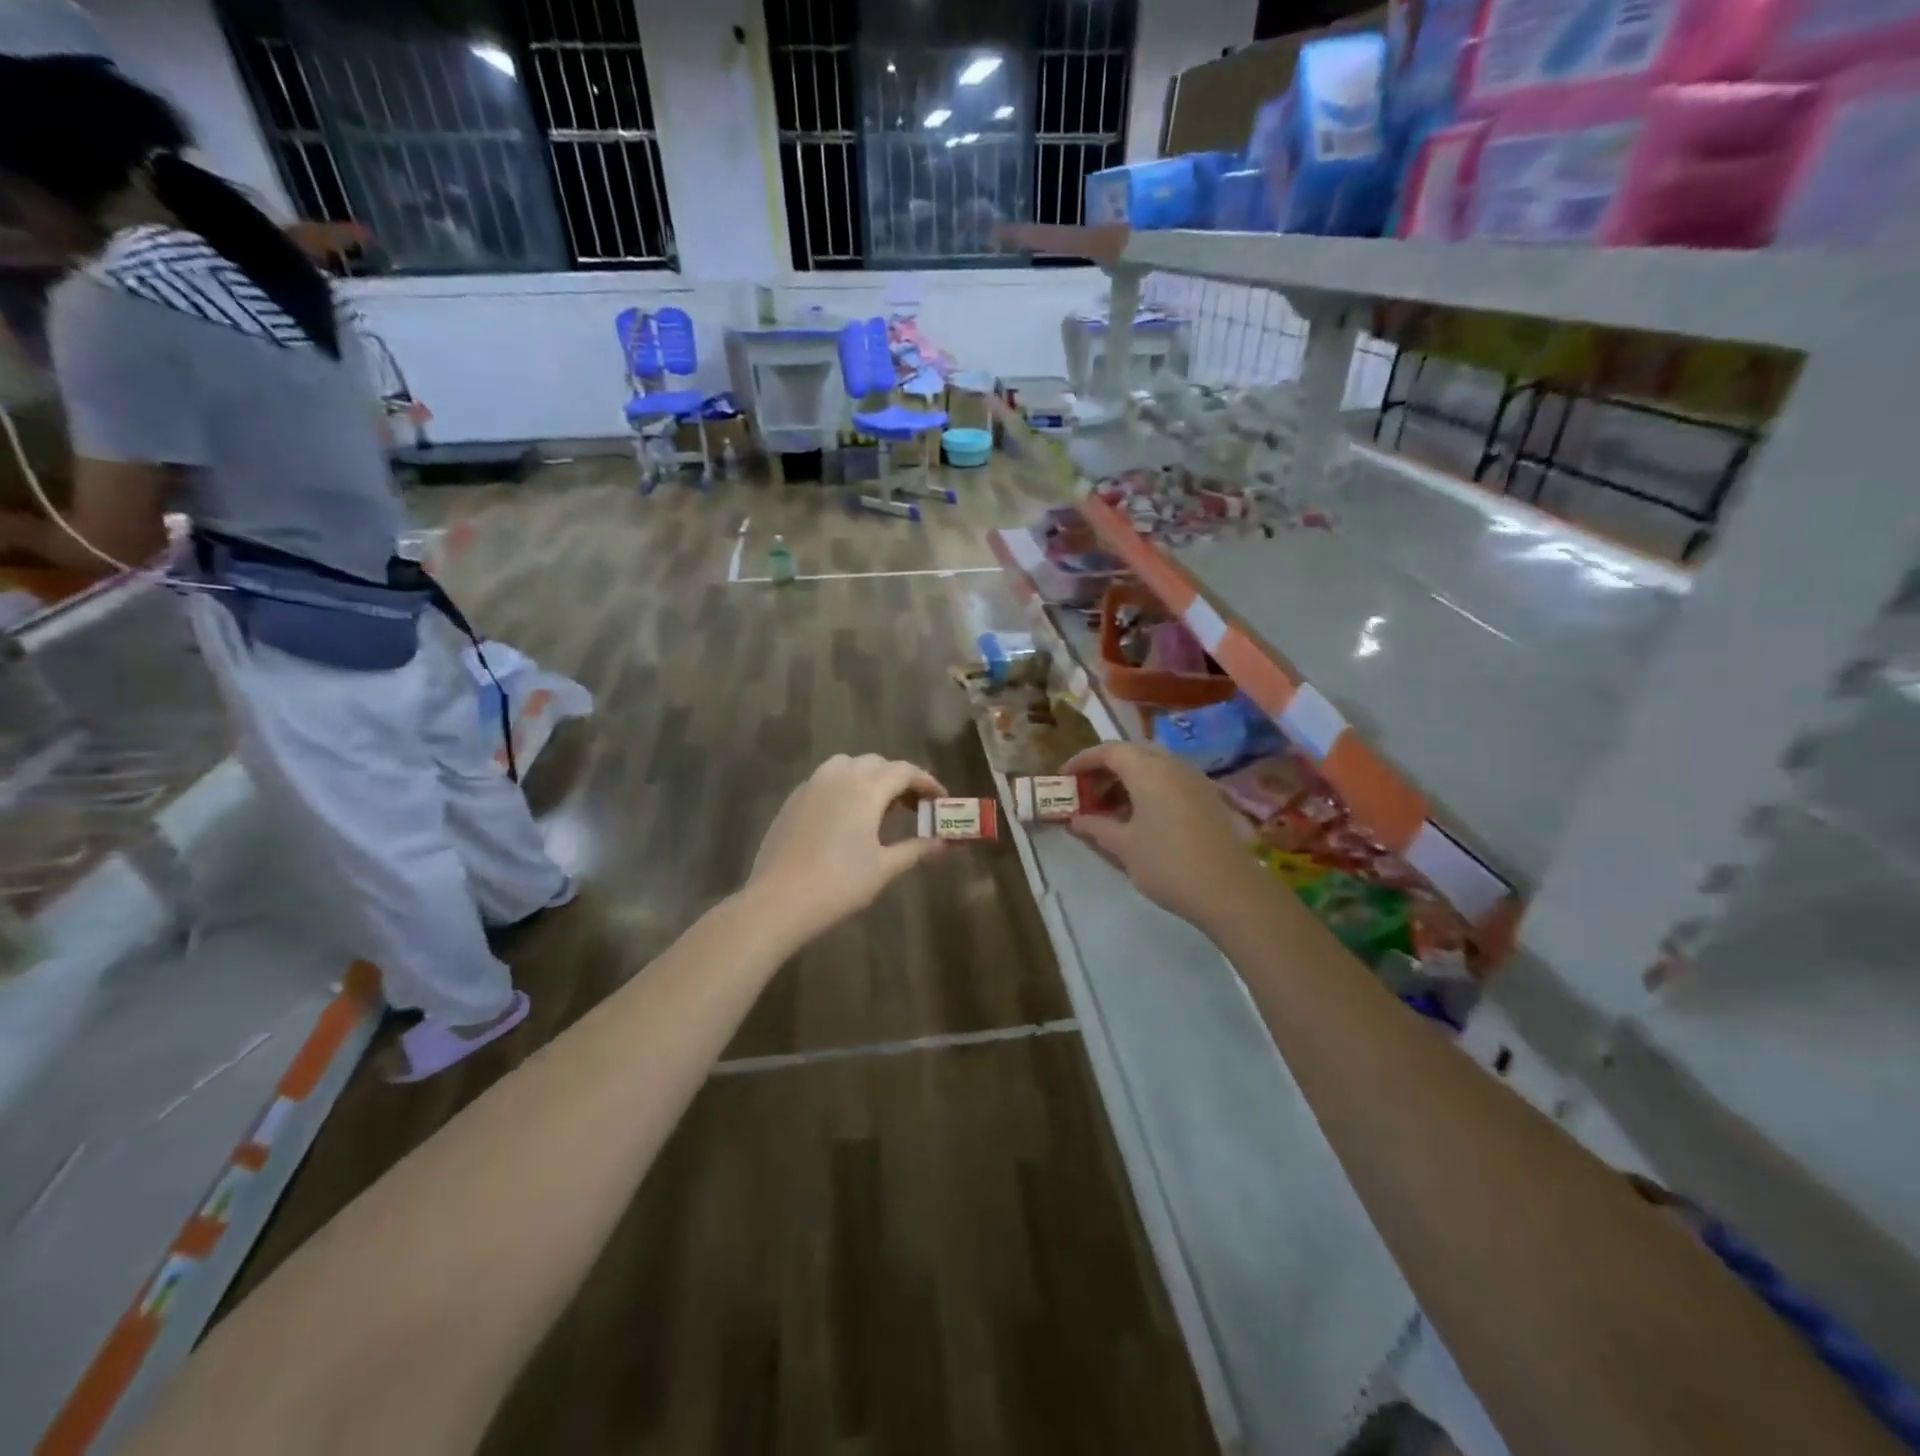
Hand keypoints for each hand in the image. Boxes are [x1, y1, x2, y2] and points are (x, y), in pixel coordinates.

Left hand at [746, 753, 947, 942]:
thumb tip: (944, 843)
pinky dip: (844, 787)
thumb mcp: (884, 868)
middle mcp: (839, 777)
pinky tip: (846, 816)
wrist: (778, 901)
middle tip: (914, 806)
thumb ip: (916, 849)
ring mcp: (811, 785)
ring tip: (879, 807)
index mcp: (866, 788)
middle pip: (876, 763)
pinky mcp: (793, 800)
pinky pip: (825, 780)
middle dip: (899, 779)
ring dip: (869, 777)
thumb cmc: (839, 884)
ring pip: (847, 765)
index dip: (926, 782)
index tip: (940, 799)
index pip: (904, 771)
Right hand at [1062, 742, 1269, 933]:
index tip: (1064, 777)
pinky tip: (1140, 818)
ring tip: (1110, 808)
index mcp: (1148, 770)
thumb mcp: (1123, 847)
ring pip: (1154, 767)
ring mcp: (1195, 780)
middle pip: (1133, 753)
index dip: (1083, 760)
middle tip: (1087, 791)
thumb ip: (1096, 827)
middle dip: (1106, 768)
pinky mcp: (1208, 798)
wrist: (1230, 891)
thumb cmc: (1168, 864)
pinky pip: (1170, 781)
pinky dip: (1149, 790)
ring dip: (1128, 780)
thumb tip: (1076, 820)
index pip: (1109, 750)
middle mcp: (1173, 765)